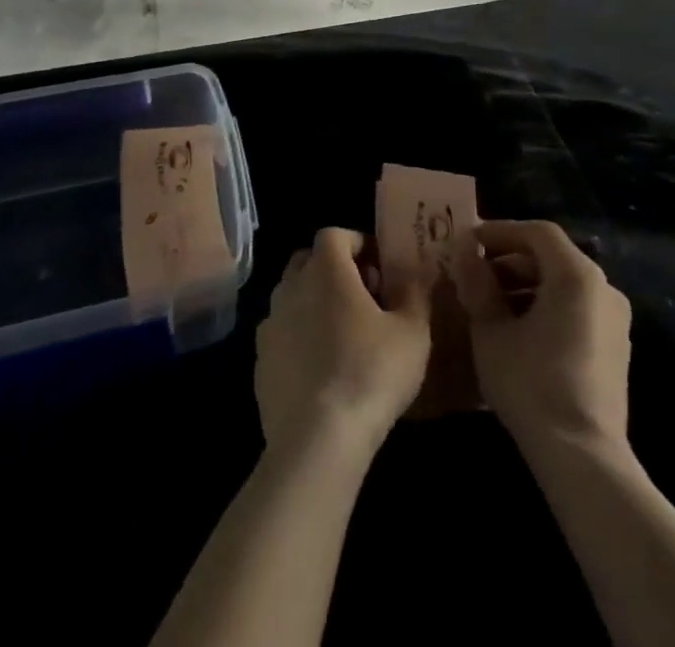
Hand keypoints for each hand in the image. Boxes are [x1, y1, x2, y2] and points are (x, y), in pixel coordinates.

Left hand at [256, 228, 431, 456]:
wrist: (317, 439)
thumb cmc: (371, 372)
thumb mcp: (412, 332)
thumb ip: (413, 293)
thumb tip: (412, 273)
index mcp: (325, 270)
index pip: (334, 234)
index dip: (356, 243)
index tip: (378, 267)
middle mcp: (290, 287)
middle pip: (307, 261)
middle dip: (333, 270)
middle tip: (363, 297)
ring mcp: (270, 325)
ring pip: (292, 298)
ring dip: (314, 304)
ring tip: (343, 336)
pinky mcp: (260, 363)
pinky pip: (282, 335)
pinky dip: (299, 339)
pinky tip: (322, 370)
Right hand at [451, 219, 631, 450]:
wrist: (583, 458)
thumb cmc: (531, 384)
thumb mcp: (491, 330)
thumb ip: (478, 284)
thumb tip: (466, 253)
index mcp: (576, 275)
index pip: (537, 232)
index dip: (500, 231)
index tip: (469, 243)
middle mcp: (604, 288)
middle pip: (552, 256)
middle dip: (510, 261)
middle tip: (475, 275)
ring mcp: (615, 321)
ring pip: (564, 285)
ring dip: (526, 286)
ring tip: (491, 305)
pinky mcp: (616, 350)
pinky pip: (577, 310)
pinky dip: (546, 308)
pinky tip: (518, 332)